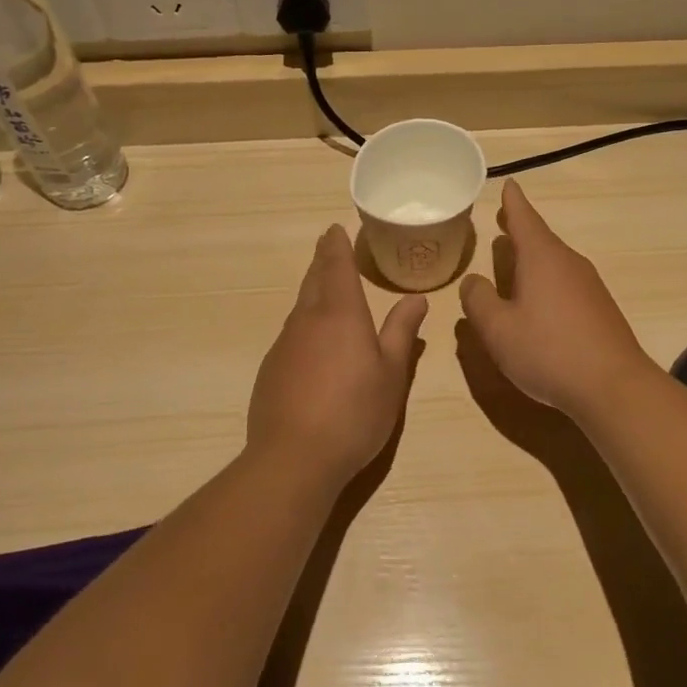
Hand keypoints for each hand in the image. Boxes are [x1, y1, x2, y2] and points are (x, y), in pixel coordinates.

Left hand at [246, 225, 427, 485]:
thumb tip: (416, 299)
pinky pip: (291, 336)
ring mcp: (284, 345)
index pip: (336, 267)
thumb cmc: (355, 412)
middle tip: (329, 250)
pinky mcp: (270, 370)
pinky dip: (304, 328)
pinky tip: (313, 347)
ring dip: (312, 294)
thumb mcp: (391, 374)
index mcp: (340, 314)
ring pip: (300, 309)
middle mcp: (307, 321)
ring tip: (325, 293)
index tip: (334, 229)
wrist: (294, 457)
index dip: (336, 246)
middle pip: (313, 281)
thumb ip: (402, 333)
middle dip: (322, 263)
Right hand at [458, 181, 654, 420]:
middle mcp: (568, 263)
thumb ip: (478, 301)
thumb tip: (472, 282)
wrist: (612, 385)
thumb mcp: (498, 329)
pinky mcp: (599, 309)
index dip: (512, 202)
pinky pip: (566, 283)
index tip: (508, 184)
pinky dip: (547, 282)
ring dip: (533, 258)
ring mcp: (589, 286)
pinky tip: (539, 302)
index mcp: (541, 258)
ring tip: (514, 261)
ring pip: (554, 262)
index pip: (523, 218)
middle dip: (520, 229)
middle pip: (541, 238)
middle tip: (503, 219)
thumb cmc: (548, 350)